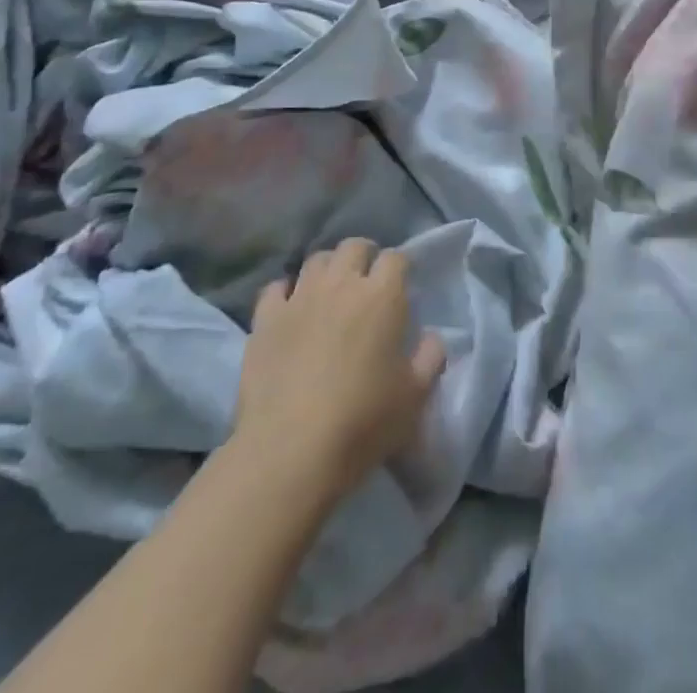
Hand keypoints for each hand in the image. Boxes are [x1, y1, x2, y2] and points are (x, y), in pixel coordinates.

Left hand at [235, 239, 445, 492]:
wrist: (290, 452)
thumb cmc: (363, 422)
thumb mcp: (416, 396)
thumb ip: (431, 357)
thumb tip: (430, 337)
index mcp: (383, 296)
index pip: (396, 258)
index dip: (400, 269)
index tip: (401, 288)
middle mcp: (341, 285)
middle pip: (354, 246)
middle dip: (364, 256)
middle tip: (367, 283)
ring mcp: (299, 298)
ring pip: (316, 260)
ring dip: (328, 269)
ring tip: (331, 292)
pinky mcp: (265, 320)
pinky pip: (276, 287)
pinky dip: (287, 292)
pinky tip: (291, 309)